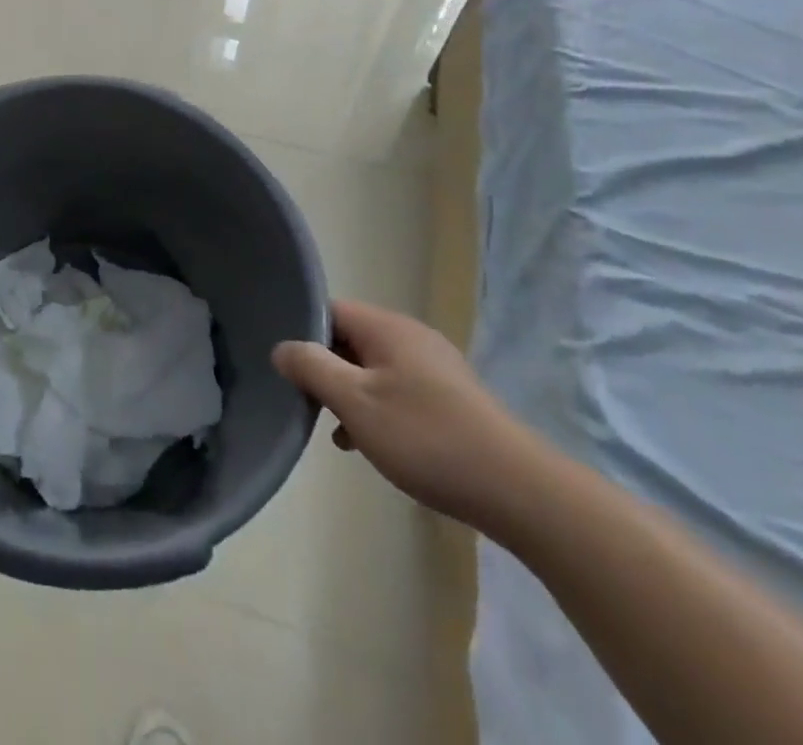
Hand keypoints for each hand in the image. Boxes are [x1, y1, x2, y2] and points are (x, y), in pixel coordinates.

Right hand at [272, 299, 539, 530]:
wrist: (520, 492)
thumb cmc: (427, 439)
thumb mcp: (355, 402)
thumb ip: (312, 368)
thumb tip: (282, 347)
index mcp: (386, 327)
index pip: (328, 310)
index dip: (302, 332)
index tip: (285, 366)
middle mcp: (410, 336)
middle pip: (349, 338)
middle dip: (323, 367)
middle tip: (305, 401)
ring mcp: (434, 367)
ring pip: (371, 367)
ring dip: (348, 392)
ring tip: (333, 429)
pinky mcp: (450, 398)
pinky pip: (396, 389)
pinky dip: (376, 408)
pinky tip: (369, 443)